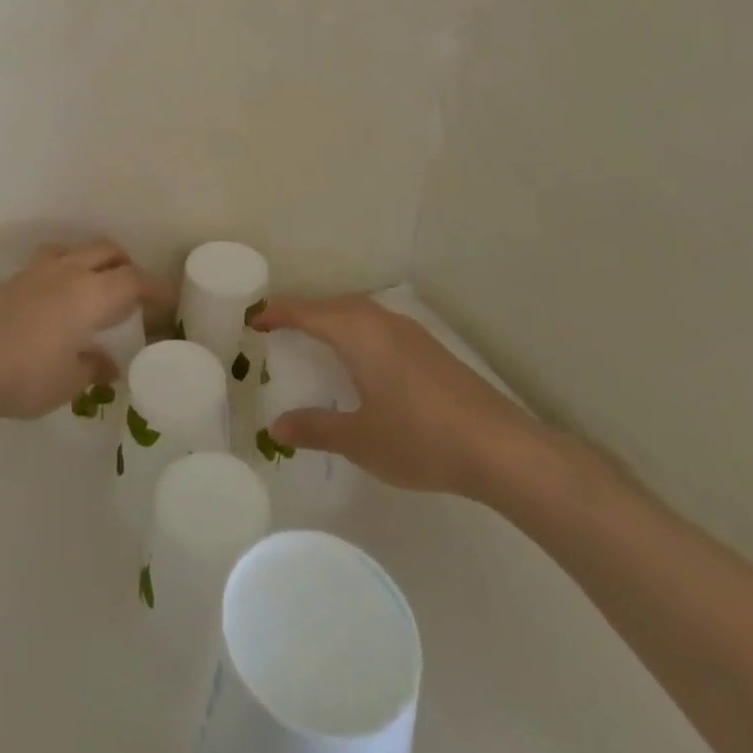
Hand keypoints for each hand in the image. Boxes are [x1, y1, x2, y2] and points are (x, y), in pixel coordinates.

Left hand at [0, 241, 174, 422]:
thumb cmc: (24, 376)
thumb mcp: (68, 382)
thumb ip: (94, 368)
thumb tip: (110, 365)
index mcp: (90, 294)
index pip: (134, 280)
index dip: (156, 288)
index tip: (169, 303)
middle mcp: (69, 271)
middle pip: (108, 251)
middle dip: (128, 266)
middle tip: (135, 295)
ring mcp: (39, 271)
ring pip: (78, 249)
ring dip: (96, 262)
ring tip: (97, 290)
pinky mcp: (15, 279)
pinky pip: (53, 260)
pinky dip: (69, 269)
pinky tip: (60, 301)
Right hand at [252, 294, 558, 502]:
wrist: (499, 447)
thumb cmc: (420, 438)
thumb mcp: (360, 439)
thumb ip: (316, 428)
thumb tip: (276, 426)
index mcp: (357, 333)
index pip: (307, 312)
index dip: (277, 314)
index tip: (253, 319)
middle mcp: (381, 321)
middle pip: (333, 305)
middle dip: (304, 312)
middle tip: (279, 329)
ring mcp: (410, 332)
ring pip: (359, 313)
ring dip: (333, 320)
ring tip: (316, 341)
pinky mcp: (429, 348)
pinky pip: (379, 325)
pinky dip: (357, 331)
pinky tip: (363, 360)